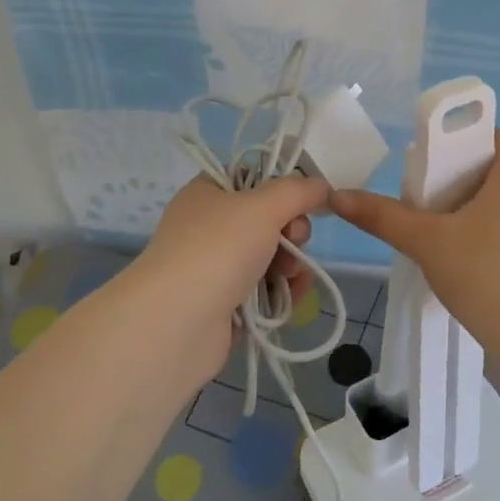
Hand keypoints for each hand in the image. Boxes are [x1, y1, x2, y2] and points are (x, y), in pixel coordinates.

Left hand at [135, 173, 330, 376]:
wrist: (178, 323)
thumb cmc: (218, 249)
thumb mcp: (263, 206)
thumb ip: (298, 191)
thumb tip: (321, 185)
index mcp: (208, 193)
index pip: (251, 177)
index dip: (280, 186)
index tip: (300, 199)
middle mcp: (209, 226)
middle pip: (267, 219)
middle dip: (291, 230)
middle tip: (294, 240)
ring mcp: (215, 267)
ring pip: (270, 255)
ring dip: (291, 262)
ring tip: (290, 275)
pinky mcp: (225, 304)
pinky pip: (265, 289)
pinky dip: (283, 290)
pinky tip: (294, 295)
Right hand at [331, 130, 499, 344]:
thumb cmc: (486, 278)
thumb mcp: (427, 243)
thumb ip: (382, 216)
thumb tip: (337, 196)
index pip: (486, 137)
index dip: (454, 150)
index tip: (429, 178)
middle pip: (497, 169)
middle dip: (463, 184)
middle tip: (432, 212)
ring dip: (484, 210)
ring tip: (454, 240)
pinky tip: (483, 263)